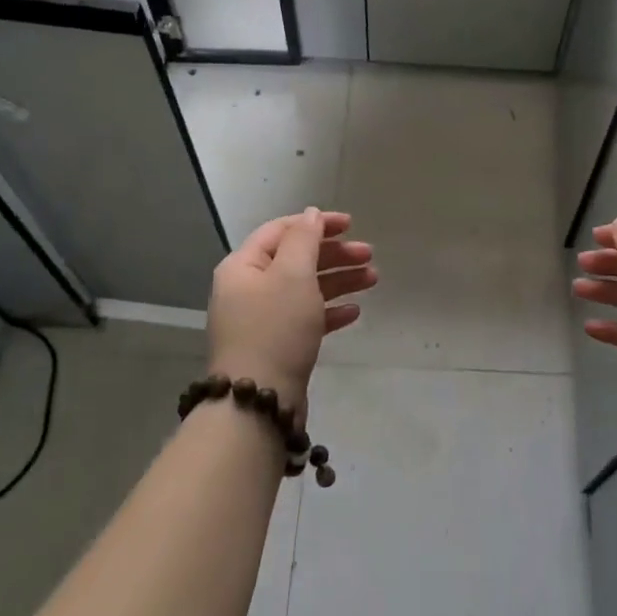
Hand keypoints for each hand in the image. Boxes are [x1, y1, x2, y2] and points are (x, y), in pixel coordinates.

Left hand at [207, 208, 375, 419]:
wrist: (258, 401)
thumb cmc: (275, 328)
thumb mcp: (292, 275)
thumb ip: (304, 239)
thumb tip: (311, 214)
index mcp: (243, 266)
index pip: (281, 230)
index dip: (316, 223)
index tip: (351, 224)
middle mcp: (249, 288)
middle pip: (296, 259)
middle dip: (334, 254)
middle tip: (369, 255)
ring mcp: (262, 319)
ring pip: (305, 289)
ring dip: (339, 281)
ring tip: (373, 280)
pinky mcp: (276, 346)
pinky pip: (306, 318)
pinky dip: (330, 311)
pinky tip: (355, 312)